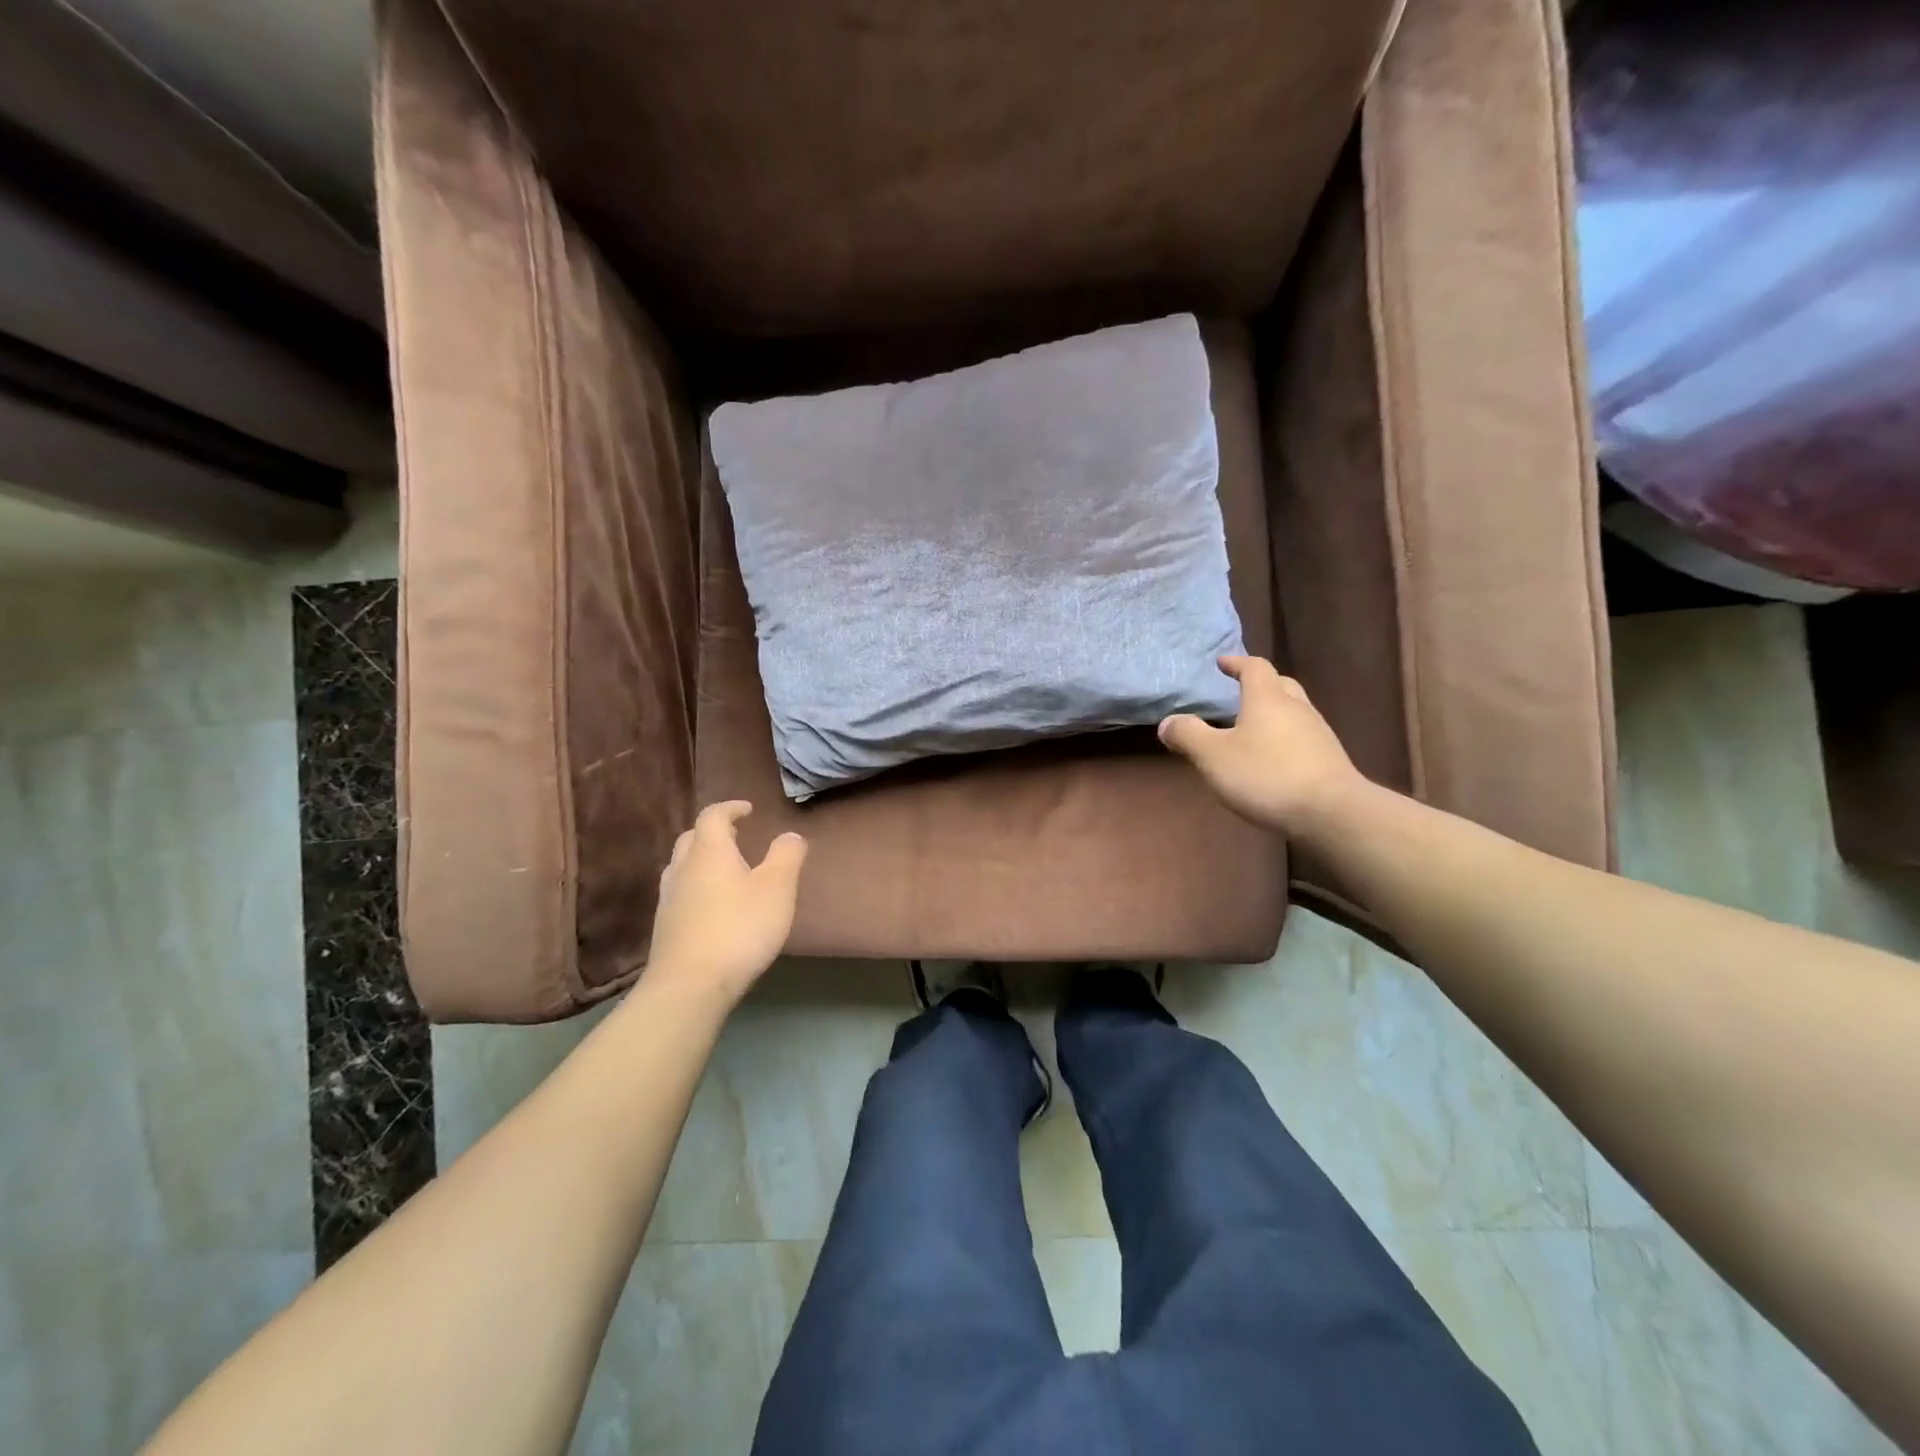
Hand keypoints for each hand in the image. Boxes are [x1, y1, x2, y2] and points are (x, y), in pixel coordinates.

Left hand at [645, 801, 807, 1005]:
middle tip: (737, 837)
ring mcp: (669, 899)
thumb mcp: (777, 889)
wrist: (689, 985)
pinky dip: (696, 886)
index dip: (730, 808)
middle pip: (693, 838)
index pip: (713, 816)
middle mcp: (683, 868)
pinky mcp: (665, 927)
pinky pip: (680, 892)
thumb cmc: (739, 928)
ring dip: (702, 860)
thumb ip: (786, 856)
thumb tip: (790, 834)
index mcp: (709, 851)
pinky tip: (712, 905)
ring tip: (725, 870)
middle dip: (714, 832)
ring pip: (682, 866)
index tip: (748, 810)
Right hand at [1159, 656, 1367, 838]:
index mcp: (1268, 699)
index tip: (1222, 663)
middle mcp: (1297, 708)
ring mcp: (1318, 734)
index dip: (1237, 663)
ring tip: (1251, 728)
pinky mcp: (1329, 760)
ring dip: (1273, 713)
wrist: (1331, 812)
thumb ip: (1188, 735)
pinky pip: (1302, 737)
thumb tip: (1168, 722)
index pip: (1255, 668)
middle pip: (1280, 685)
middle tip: (1239, 692)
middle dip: (1259, 685)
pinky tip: (1272, 758)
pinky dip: (1284, 737)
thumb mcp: (1213, 756)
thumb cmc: (1266, 775)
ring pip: (1293, 711)